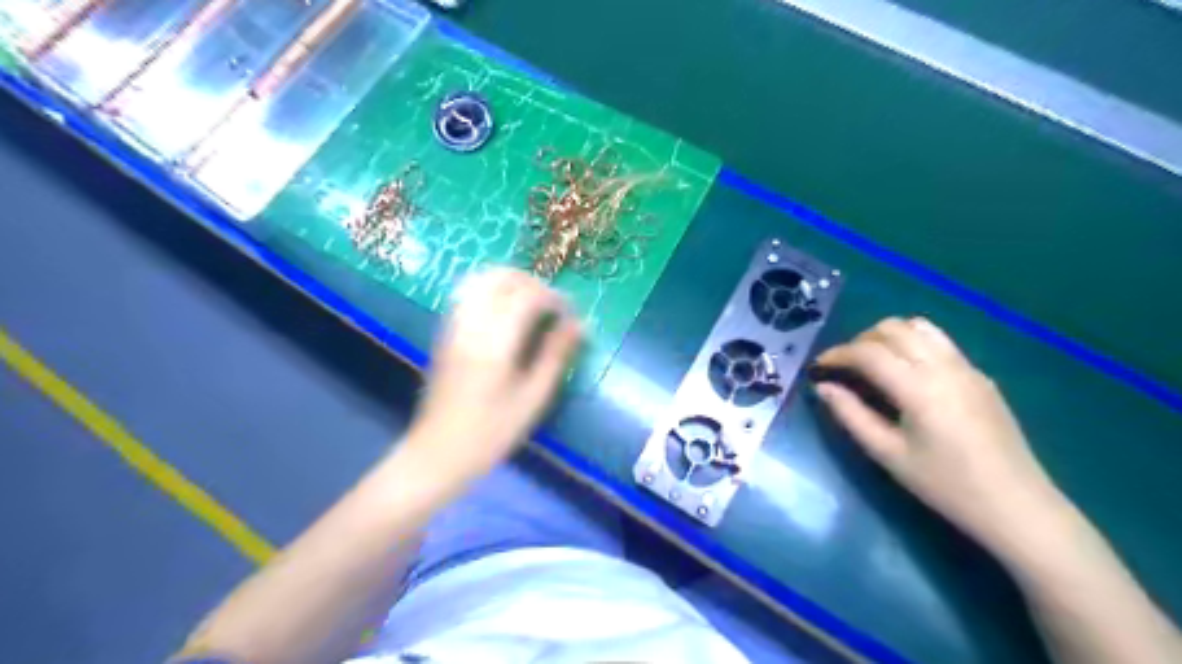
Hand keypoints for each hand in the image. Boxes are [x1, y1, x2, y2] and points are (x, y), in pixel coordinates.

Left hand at [409, 270, 582, 481]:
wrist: (437, 453)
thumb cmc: (491, 432)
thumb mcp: (533, 397)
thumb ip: (555, 355)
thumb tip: (579, 325)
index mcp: (495, 341)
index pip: (528, 296)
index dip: (555, 298)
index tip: (571, 315)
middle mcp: (471, 324)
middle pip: (501, 278)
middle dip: (532, 283)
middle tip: (552, 306)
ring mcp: (453, 326)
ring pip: (481, 281)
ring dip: (510, 283)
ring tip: (531, 305)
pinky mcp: (444, 333)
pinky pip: (467, 295)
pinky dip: (491, 292)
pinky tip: (505, 314)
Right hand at [815, 316, 1071, 555]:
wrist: (1017, 505)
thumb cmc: (945, 485)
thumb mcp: (888, 454)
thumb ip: (850, 415)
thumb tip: (823, 387)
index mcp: (919, 388)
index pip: (868, 352)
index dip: (837, 354)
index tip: (818, 367)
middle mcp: (944, 366)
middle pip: (893, 328)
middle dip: (860, 341)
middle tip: (845, 368)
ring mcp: (966, 367)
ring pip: (919, 327)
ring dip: (888, 336)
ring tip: (873, 363)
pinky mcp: (980, 375)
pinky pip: (939, 341)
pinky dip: (912, 344)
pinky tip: (906, 374)